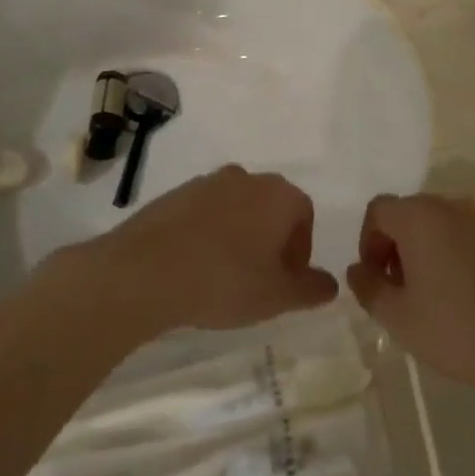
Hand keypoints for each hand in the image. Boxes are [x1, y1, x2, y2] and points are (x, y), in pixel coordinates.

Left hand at [90, 165, 337, 335]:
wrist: (144, 271)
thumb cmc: (223, 281)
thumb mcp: (276, 296)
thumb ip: (310, 289)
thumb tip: (330, 284)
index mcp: (278, 195)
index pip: (304, 214)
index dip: (300, 248)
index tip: (285, 279)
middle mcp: (246, 178)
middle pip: (270, 206)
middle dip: (271, 239)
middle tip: (259, 277)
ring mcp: (206, 182)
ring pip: (235, 207)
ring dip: (238, 234)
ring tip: (223, 274)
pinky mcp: (174, 194)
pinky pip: (203, 212)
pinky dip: (207, 233)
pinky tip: (194, 266)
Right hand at [346, 193, 474, 395]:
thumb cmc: (454, 330)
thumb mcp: (396, 316)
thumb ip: (367, 286)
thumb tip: (359, 269)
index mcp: (420, 217)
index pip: (379, 210)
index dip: (369, 241)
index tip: (378, 278)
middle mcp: (454, 205)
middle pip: (414, 212)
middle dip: (401, 244)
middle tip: (404, 288)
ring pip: (449, 224)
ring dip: (435, 247)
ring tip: (441, 292)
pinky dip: (468, 255)